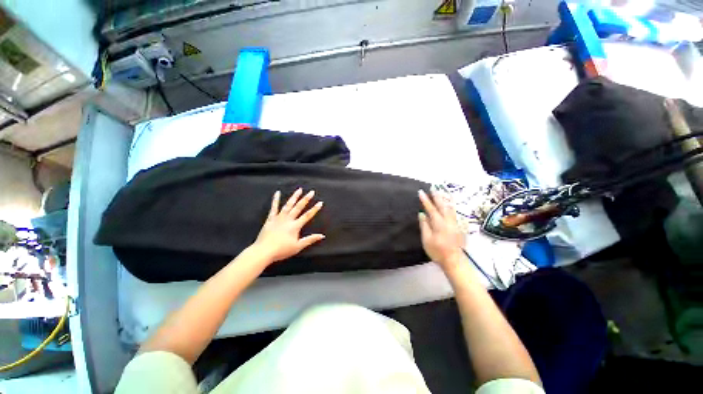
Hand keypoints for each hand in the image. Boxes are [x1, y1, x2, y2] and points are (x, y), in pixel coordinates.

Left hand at [253, 189, 324, 263]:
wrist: (264, 251)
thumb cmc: (282, 250)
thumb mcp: (298, 246)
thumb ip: (310, 240)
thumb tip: (322, 236)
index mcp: (295, 226)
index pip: (307, 216)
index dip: (314, 209)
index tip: (320, 202)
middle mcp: (288, 219)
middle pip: (299, 207)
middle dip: (306, 199)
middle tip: (311, 192)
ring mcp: (279, 218)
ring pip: (288, 205)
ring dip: (294, 197)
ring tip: (299, 190)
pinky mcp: (270, 219)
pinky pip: (274, 207)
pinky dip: (275, 200)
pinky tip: (277, 193)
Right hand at [418, 190, 465, 270]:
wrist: (454, 260)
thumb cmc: (437, 251)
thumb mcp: (427, 239)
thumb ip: (425, 225)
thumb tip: (422, 214)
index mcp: (439, 224)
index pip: (431, 209)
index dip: (425, 200)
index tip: (421, 192)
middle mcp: (448, 221)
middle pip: (442, 206)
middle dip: (437, 196)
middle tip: (433, 188)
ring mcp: (455, 223)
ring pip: (450, 208)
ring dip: (445, 200)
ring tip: (441, 193)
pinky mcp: (458, 227)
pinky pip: (453, 213)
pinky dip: (450, 206)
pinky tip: (449, 205)